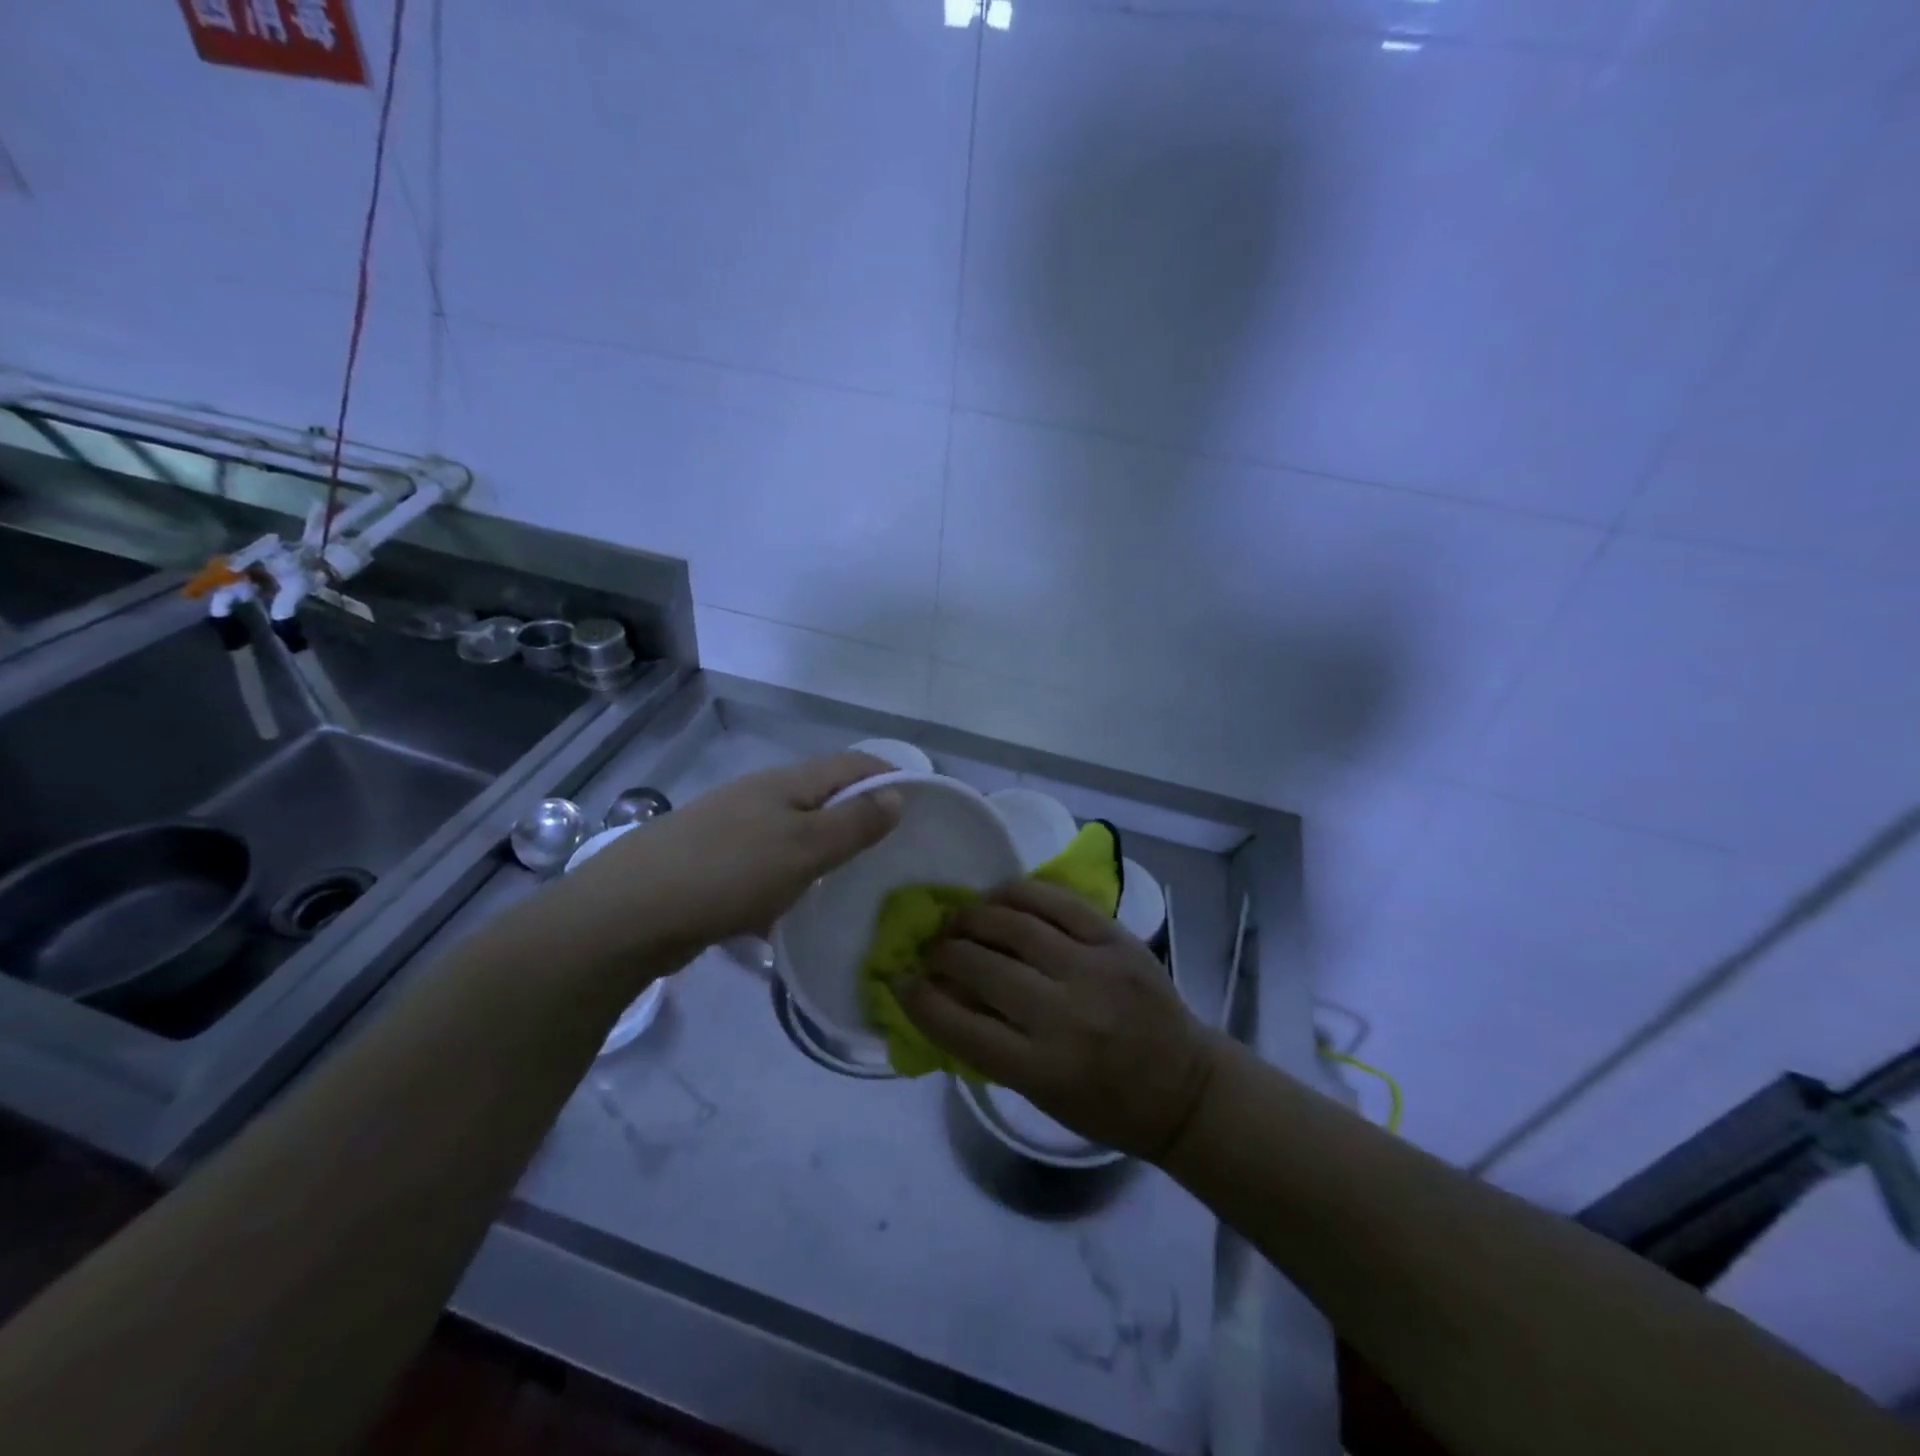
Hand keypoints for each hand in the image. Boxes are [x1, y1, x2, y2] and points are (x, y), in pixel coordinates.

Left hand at [582, 752, 901, 950]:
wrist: (629, 913)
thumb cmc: (729, 873)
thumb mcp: (805, 848)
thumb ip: (854, 823)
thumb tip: (897, 793)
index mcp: (786, 783)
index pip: (851, 765)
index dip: (889, 776)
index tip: (921, 807)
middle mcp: (759, 797)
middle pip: (822, 797)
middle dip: (858, 818)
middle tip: (890, 853)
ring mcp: (731, 830)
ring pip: (793, 835)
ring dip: (822, 854)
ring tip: (848, 886)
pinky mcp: (711, 865)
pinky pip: (764, 867)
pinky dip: (786, 883)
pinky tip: (789, 914)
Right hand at [900, 879, 1221, 1161]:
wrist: (1185, 1087)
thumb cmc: (1105, 1105)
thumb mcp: (1039, 1094)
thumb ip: (989, 1046)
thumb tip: (940, 996)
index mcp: (1042, 1069)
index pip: (960, 1028)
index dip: (920, 1000)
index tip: (900, 980)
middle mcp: (1066, 1015)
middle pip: (983, 968)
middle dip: (944, 953)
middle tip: (932, 948)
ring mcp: (1095, 970)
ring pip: (1015, 925)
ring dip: (974, 918)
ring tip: (959, 919)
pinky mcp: (1117, 939)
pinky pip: (1057, 902)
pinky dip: (1019, 893)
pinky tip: (999, 896)